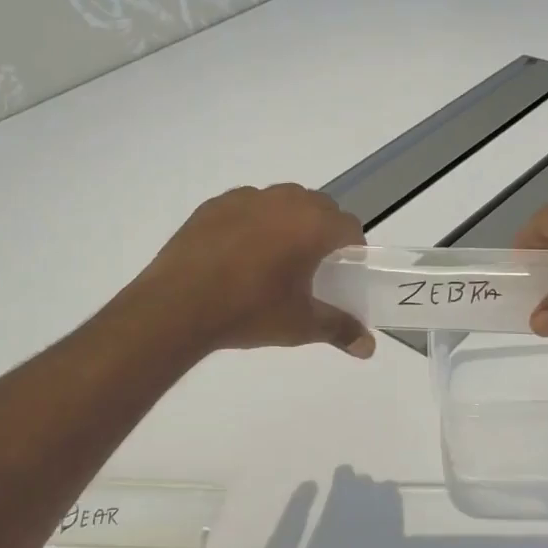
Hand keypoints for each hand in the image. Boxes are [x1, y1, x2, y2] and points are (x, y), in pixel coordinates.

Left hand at [138, 184, 374, 356]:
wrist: (178, 305)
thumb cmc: (250, 311)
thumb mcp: (300, 325)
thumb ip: (340, 330)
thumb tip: (369, 348)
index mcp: (312, 225)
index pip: (349, 226)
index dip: (352, 247)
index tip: (343, 269)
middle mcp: (284, 201)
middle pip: (319, 206)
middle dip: (323, 229)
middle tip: (312, 264)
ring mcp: (246, 198)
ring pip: (282, 200)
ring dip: (289, 220)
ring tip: (274, 255)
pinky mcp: (214, 205)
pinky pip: (247, 205)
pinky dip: (253, 221)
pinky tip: (238, 253)